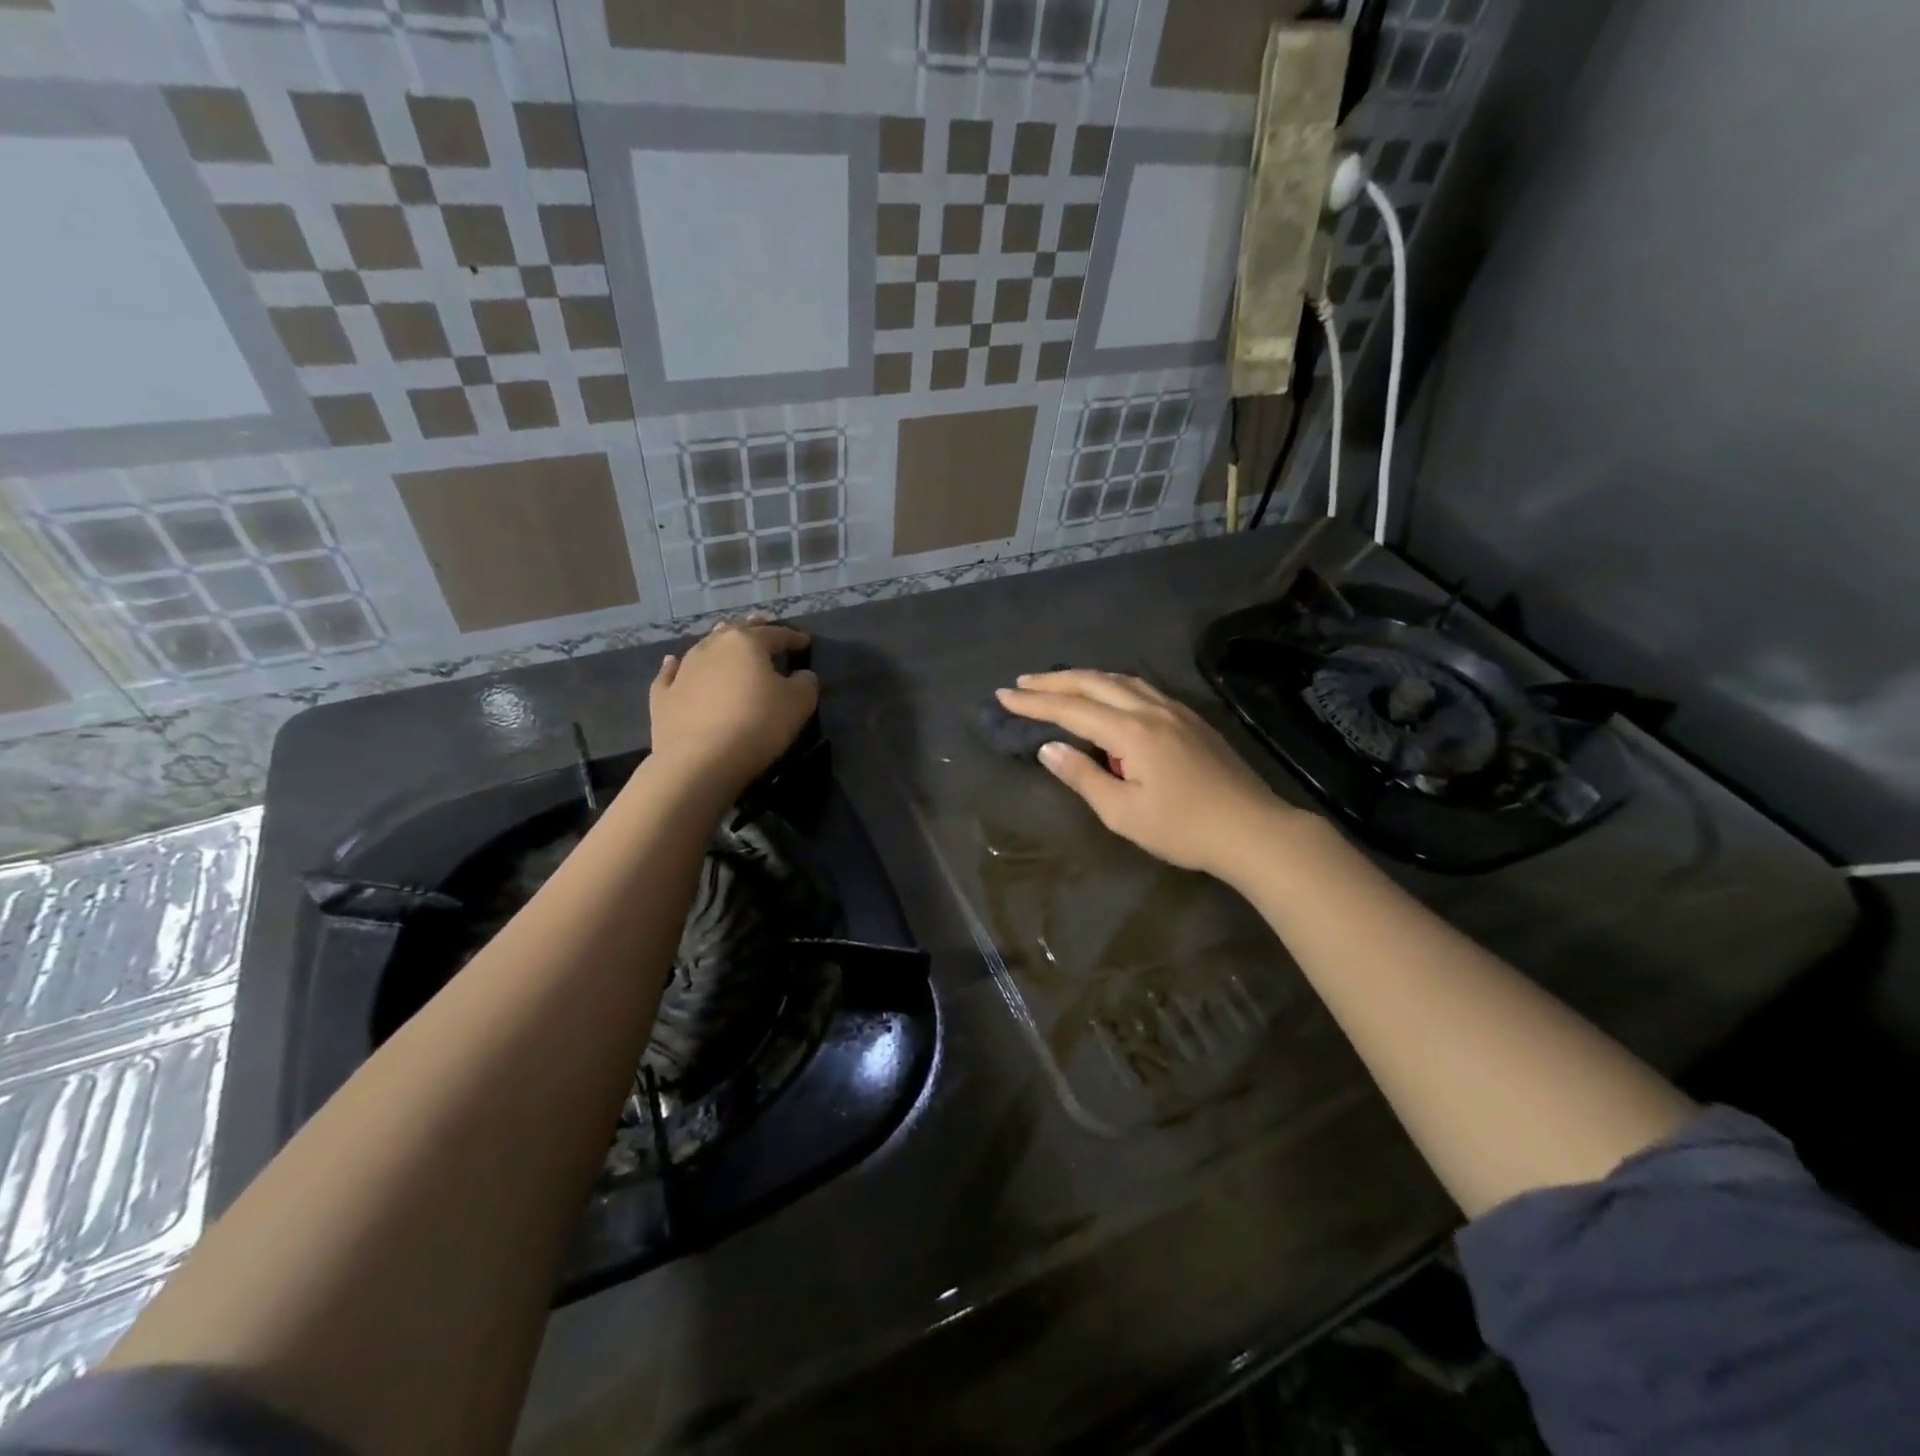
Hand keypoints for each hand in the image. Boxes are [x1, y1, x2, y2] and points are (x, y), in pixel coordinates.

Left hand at [649, 618, 817, 794]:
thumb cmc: (757, 725)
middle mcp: (712, 647)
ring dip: (718, 644)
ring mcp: (683, 670)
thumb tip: (800, 675)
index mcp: (746, 643)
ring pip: (704, 647)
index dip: (793, 637)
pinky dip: (676, 667)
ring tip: (726, 642)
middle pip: (735, 632)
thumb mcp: (799, 703)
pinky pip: (671, 674)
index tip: (805, 642)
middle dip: (752, 629)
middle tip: (762, 624)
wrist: (700, 762)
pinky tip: (673, 662)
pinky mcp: (663, 696)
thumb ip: (805, 682)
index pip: (776, 634)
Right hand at [995, 670, 1300, 878]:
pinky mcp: (1190, 718)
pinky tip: (1107, 694)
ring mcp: (1175, 710)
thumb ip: (1083, 776)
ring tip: (1056, 683)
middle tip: (1021, 682)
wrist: (1253, 829)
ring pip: (1120, 680)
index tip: (1003, 696)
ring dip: (1083, 678)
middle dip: (1054, 681)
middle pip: (1094, 683)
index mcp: (1131, 731)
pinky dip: (1111, 684)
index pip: (1071, 709)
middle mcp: (1151, 710)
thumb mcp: (1123, 813)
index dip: (1034, 703)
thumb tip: (1050, 748)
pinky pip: (1141, 688)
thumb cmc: (1183, 829)